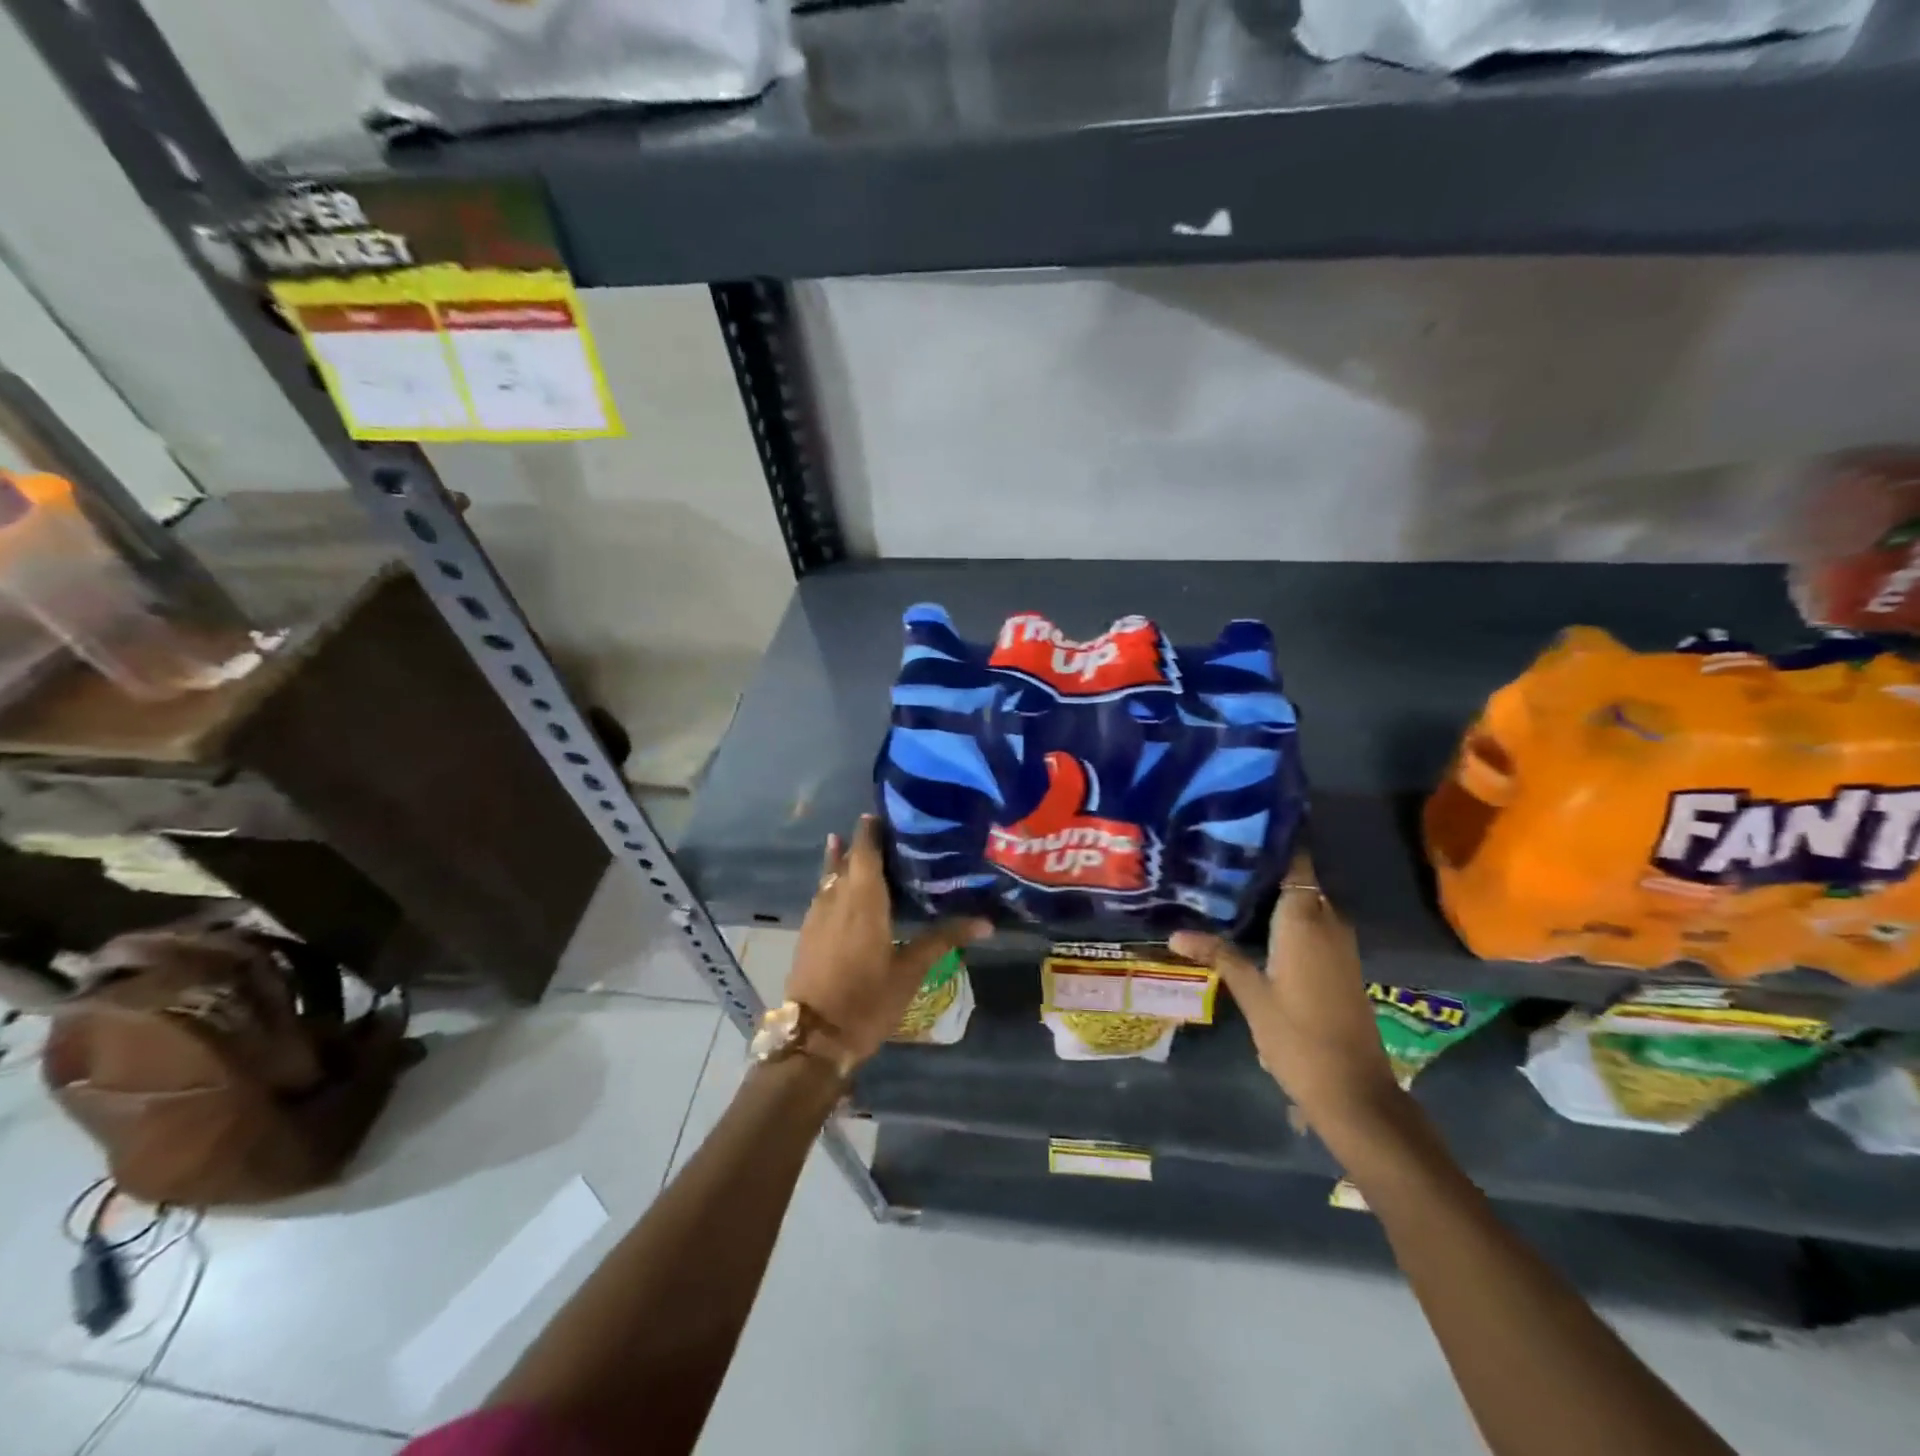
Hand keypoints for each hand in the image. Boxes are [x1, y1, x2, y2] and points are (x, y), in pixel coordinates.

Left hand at [786, 816, 991, 1063]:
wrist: (815, 1036)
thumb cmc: (868, 999)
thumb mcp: (910, 969)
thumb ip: (943, 939)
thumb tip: (986, 922)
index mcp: (864, 899)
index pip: (865, 850)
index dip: (871, 829)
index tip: (883, 812)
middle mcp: (837, 899)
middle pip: (845, 860)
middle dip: (859, 842)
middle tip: (880, 829)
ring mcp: (817, 916)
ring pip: (829, 877)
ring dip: (840, 860)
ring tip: (849, 844)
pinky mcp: (807, 933)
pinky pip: (821, 895)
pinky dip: (831, 883)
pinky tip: (839, 890)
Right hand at [1170, 852, 1406, 1143]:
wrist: (1353, 1090)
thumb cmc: (1297, 1036)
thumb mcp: (1251, 994)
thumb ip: (1218, 955)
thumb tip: (1175, 932)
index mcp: (1305, 920)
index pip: (1295, 863)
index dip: (1271, 841)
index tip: (1238, 827)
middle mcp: (1328, 922)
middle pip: (1299, 880)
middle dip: (1264, 867)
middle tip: (1219, 856)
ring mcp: (1340, 944)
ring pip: (1307, 902)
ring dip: (1275, 893)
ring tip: (1228, 884)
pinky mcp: (1342, 963)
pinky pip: (1314, 923)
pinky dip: (1288, 916)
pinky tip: (1255, 924)